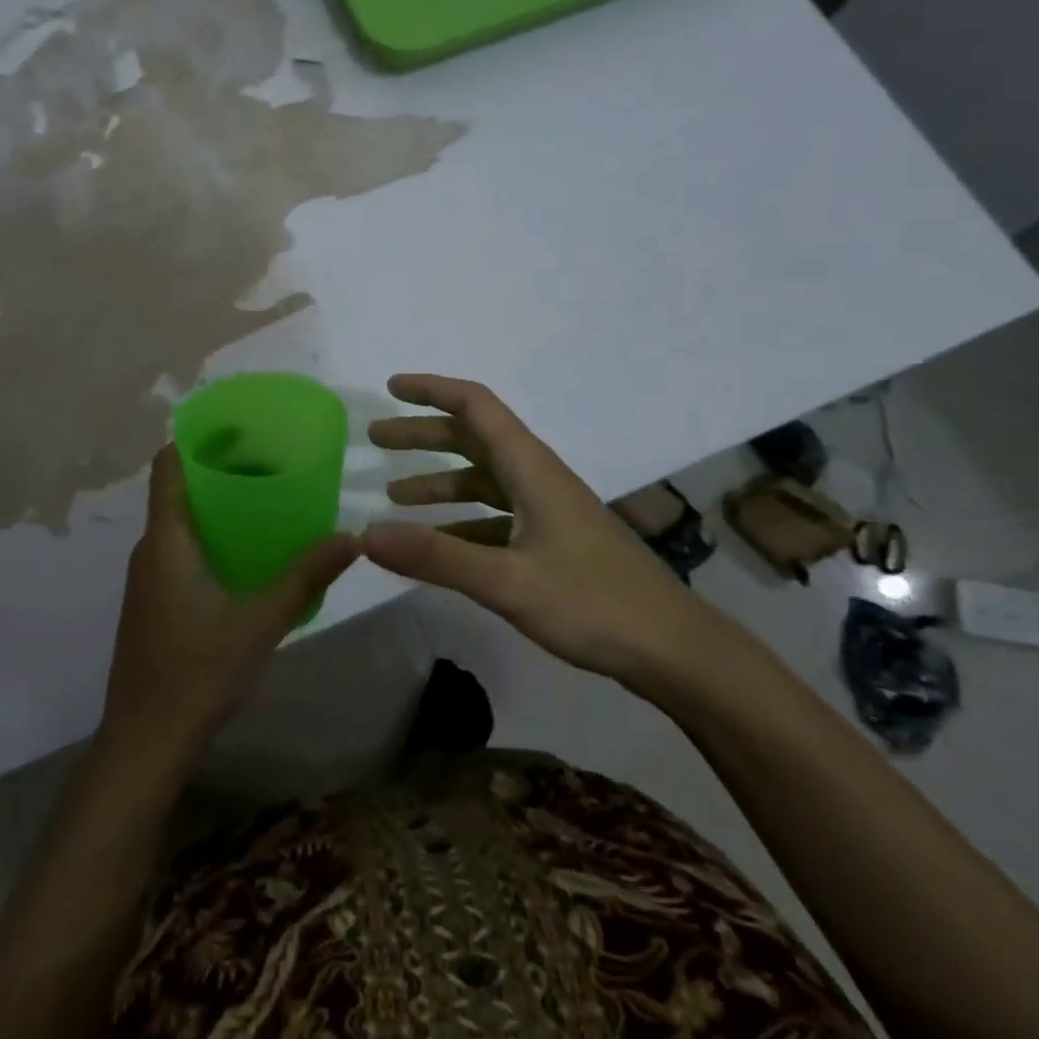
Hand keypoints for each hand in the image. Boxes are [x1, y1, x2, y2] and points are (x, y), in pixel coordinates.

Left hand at [100, 445, 359, 763]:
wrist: (144, 743)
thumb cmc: (197, 672)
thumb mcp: (261, 622)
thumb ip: (305, 577)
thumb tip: (351, 537)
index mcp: (166, 541)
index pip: (167, 467)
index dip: (195, 440)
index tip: (236, 427)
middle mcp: (149, 550)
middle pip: (176, 491)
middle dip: (217, 471)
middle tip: (267, 463)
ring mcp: (145, 579)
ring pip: (177, 523)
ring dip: (213, 507)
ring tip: (262, 502)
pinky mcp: (150, 603)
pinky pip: (176, 550)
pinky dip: (206, 537)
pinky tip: (242, 555)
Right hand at [363, 374, 728, 699]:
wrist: (672, 649)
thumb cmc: (594, 603)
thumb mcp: (508, 581)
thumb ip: (436, 557)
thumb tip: (366, 534)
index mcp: (530, 467)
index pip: (476, 406)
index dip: (432, 390)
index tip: (391, 389)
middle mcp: (536, 477)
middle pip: (473, 439)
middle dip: (423, 435)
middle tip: (376, 441)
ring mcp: (546, 510)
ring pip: (482, 480)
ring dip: (438, 481)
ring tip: (393, 494)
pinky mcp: (551, 542)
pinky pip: (494, 517)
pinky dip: (460, 521)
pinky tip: (436, 544)